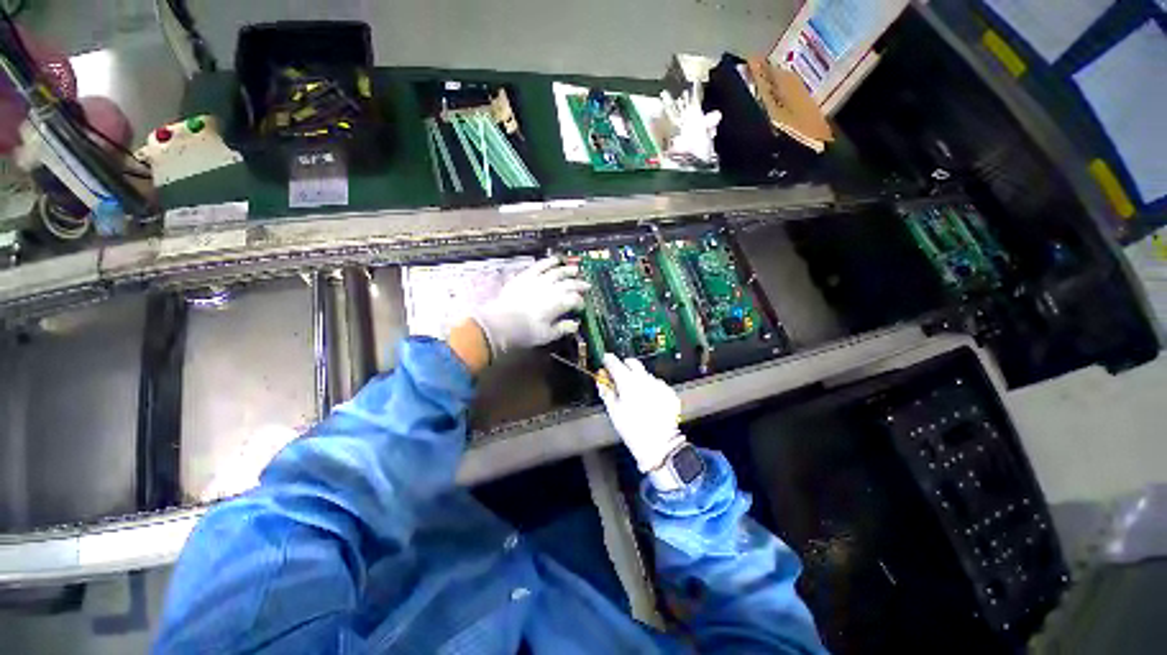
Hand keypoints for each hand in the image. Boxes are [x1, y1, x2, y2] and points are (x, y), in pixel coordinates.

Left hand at [472, 257, 589, 358]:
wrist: (501, 322)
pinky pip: (540, 265)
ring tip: (575, 270)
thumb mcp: (547, 335)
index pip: (575, 299)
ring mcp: (539, 280)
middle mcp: (552, 289)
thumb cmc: (525, 331)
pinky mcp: (526, 276)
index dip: (580, 302)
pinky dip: (549, 262)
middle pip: (570, 284)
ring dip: (568, 271)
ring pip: (558, 272)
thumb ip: (563, 328)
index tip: (581, 307)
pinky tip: (555, 260)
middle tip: (586, 285)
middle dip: (580, 285)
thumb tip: (575, 325)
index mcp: (559, 304)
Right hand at [598, 354, 685, 472]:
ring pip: (645, 374)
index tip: (605, 360)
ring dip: (638, 379)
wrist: (659, 444)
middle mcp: (644, 379)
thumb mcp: (614, 412)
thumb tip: (601, 382)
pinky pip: (657, 385)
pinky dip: (651, 389)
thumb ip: (606, 393)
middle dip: (624, 365)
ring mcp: (659, 385)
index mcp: (628, 382)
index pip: (615, 363)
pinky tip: (648, 402)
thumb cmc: (633, 430)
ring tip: (635, 395)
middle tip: (618, 374)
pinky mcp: (669, 392)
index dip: (608, 360)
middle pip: (633, 363)